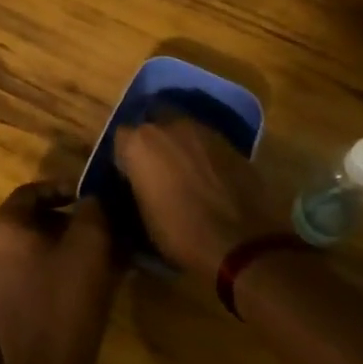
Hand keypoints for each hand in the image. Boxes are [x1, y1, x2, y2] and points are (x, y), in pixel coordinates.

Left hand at [0, 182, 121, 363]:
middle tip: (95, 224)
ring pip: (27, 249)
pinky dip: (49, 268)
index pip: (29, 193)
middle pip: (27, 221)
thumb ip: (91, 209)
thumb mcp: (89, 243)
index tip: (89, 196)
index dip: (61, 188)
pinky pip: (24, 274)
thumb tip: (91, 197)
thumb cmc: (67, 298)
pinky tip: (79, 279)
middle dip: (62, 219)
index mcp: (0, 230)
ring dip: (58, 244)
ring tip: (92, 251)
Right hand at [114, 116, 282, 280]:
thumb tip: (140, 182)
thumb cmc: (181, 234)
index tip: (131, 176)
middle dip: (153, 140)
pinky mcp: (229, 140)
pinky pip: (206, 140)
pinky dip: (203, 152)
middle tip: (157, 167)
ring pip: (182, 127)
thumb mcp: (144, 217)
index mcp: (139, 144)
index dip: (126, 157)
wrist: (241, 242)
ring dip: (179, 143)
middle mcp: (168, 126)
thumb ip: (138, 186)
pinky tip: (208, 174)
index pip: (121, 138)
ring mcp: (202, 129)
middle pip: (153, 121)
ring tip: (184, 169)